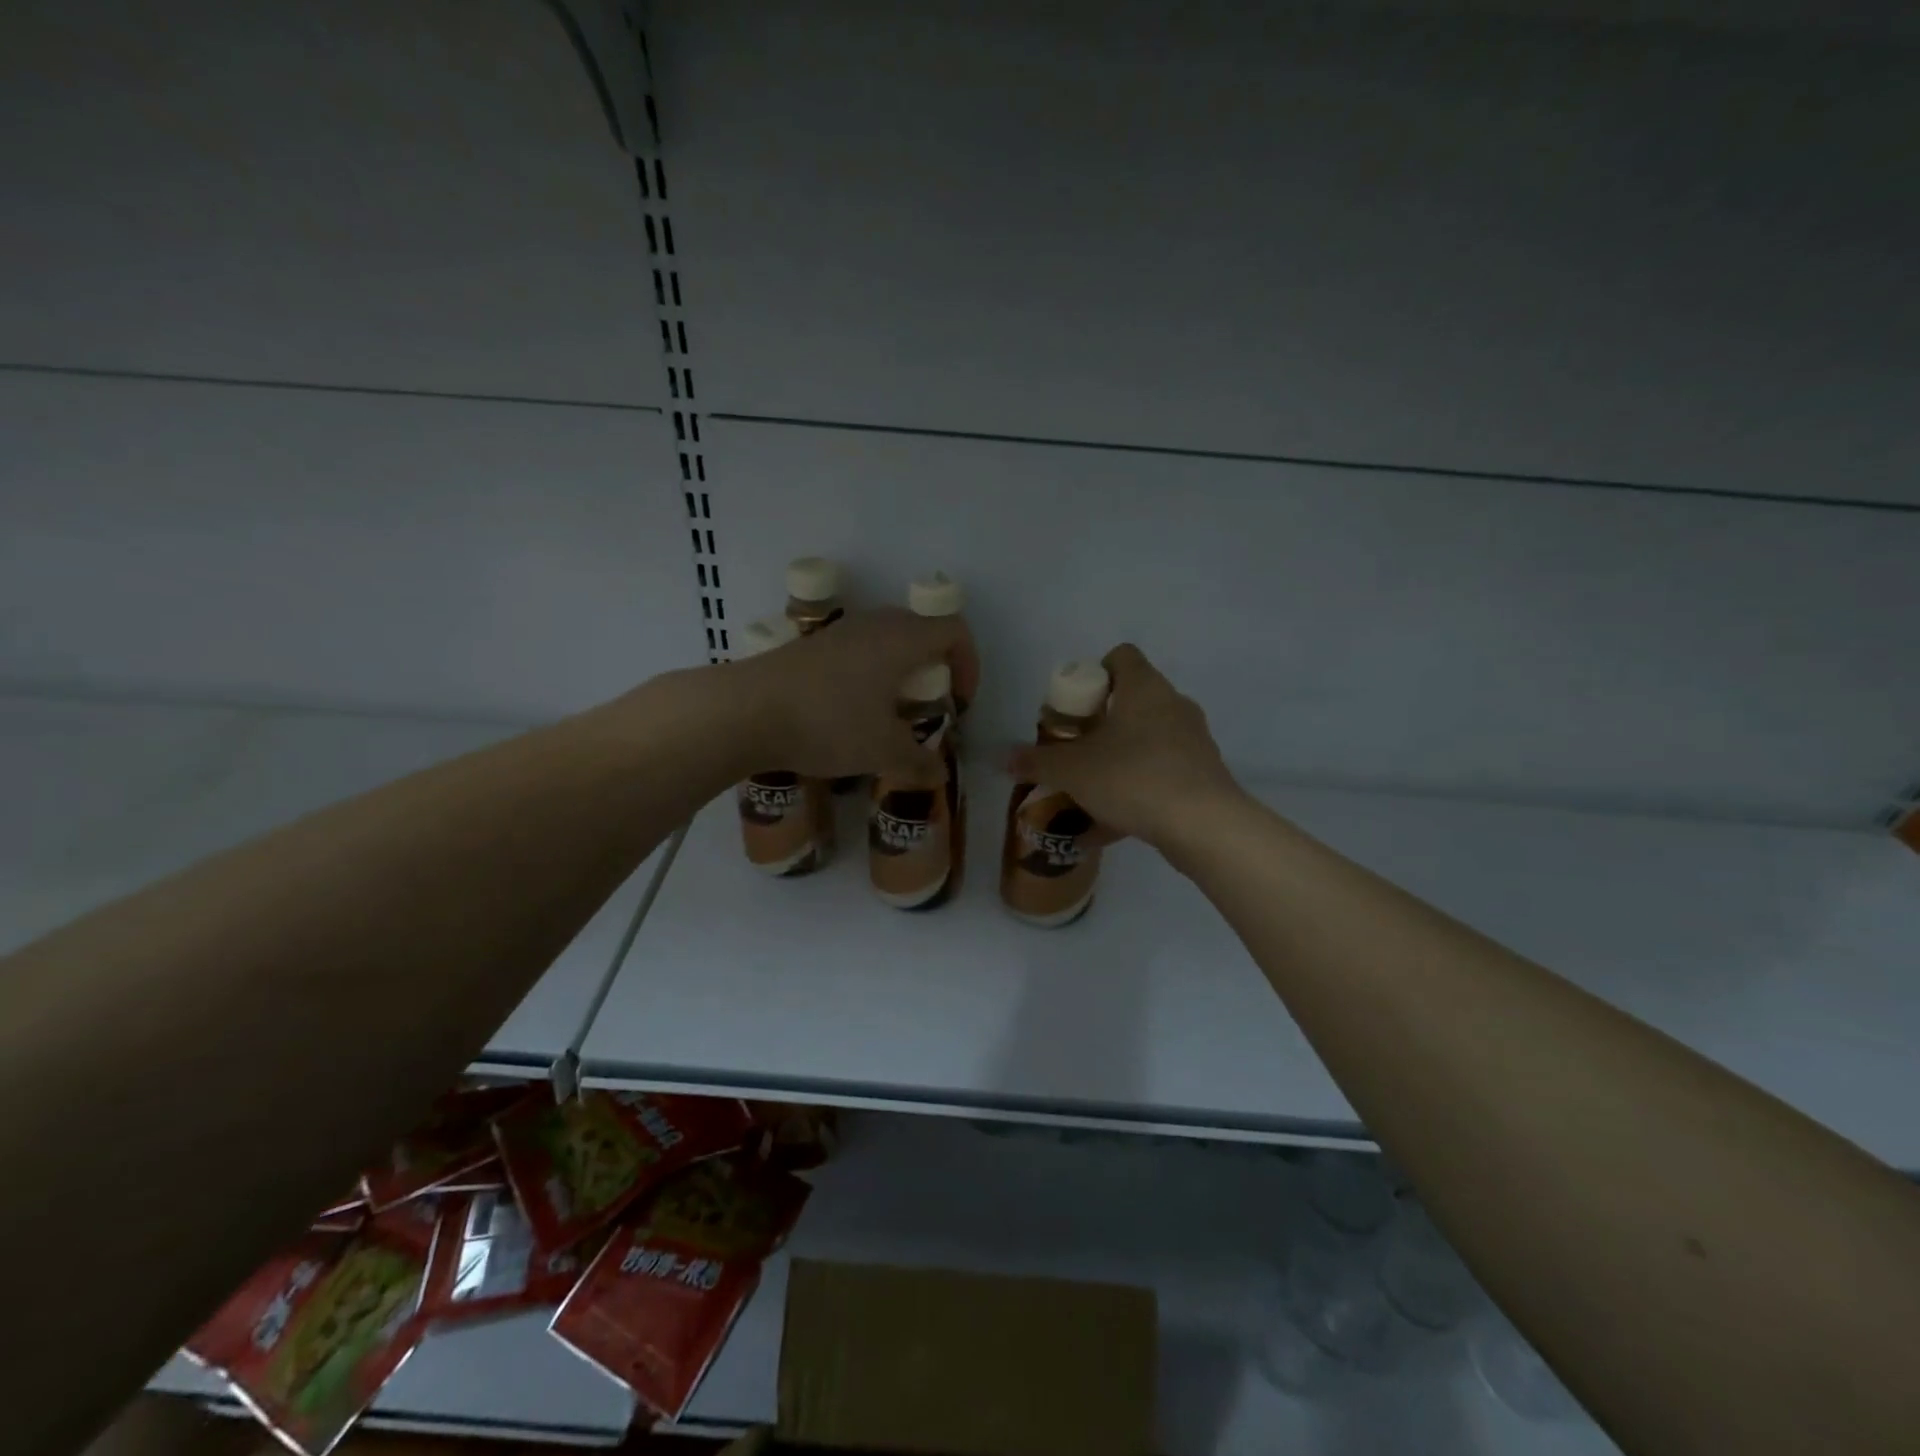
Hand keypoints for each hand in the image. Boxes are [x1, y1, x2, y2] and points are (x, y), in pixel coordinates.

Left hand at [729, 607, 979, 784]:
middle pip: (921, 631)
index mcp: (902, 640)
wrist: (746, 710)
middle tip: (929, 706)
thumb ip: (918, 762)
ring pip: (887, 641)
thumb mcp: (882, 751)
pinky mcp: (811, 647)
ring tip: (892, 712)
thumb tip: (940, 774)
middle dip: (935, 668)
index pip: (954, 631)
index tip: (960, 701)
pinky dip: (870, 674)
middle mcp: (874, 625)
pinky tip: (852, 712)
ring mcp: (839, 632)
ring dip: (900, 672)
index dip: (969, 664)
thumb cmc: (829, 723)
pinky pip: (858, 651)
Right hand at [1007, 643, 1242, 846]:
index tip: (1075, 706)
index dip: (1094, 673)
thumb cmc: (1132, 778)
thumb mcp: (1072, 771)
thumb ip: (1036, 762)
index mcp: (1144, 687)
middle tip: (1076, 748)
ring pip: (1149, 737)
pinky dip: (1139, 787)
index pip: (1121, 656)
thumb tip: (1003, 758)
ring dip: (1121, 755)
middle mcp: (1174, 704)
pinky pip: (1162, 771)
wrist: (1203, 825)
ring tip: (1093, 787)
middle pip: (1133, 699)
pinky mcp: (1204, 773)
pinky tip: (1115, 821)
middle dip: (1102, 722)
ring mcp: (1194, 739)